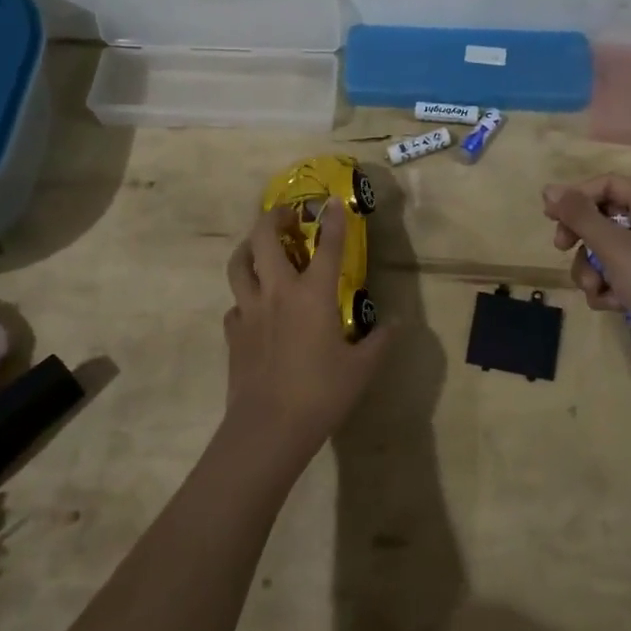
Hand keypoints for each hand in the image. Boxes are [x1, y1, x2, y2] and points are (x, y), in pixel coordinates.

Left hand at [223, 199, 390, 469]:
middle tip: (288, 216)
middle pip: (265, 238)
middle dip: (274, 218)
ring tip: (259, 246)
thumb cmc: (321, 394)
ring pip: (239, 264)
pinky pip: (235, 303)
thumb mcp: (362, 369)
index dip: (333, 221)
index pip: (326, 247)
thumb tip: (397, 322)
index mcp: (313, 295)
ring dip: (248, 247)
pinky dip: (244, 296)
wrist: (268, 428)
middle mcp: (277, 292)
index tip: (334, 202)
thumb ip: (380, 341)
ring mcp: (250, 310)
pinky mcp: (233, 333)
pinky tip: (254, 306)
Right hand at [542, 175, 630, 384]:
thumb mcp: (613, 245)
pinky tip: (611, 305)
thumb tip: (549, 189)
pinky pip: (617, 275)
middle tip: (562, 248)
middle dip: (581, 236)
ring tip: (595, 289)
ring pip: (606, 250)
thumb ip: (579, 215)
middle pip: (604, 217)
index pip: (608, 184)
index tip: (551, 215)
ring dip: (591, 269)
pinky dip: (608, 288)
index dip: (577, 196)